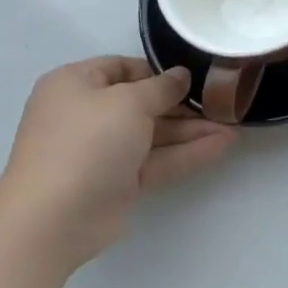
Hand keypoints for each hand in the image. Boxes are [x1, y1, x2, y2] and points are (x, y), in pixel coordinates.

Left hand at [0, 57, 235, 272]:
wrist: (52, 220)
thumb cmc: (86, 142)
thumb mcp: (128, 101)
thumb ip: (161, 87)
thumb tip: (181, 76)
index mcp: (76, 85)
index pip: (122, 68)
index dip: (158, 71)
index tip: (193, 76)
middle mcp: (87, 114)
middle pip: (142, 102)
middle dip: (183, 105)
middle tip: (223, 102)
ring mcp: (102, 151)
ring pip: (154, 134)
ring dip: (192, 130)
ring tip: (234, 126)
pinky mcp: (117, 182)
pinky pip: (156, 160)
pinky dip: (187, 153)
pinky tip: (222, 146)